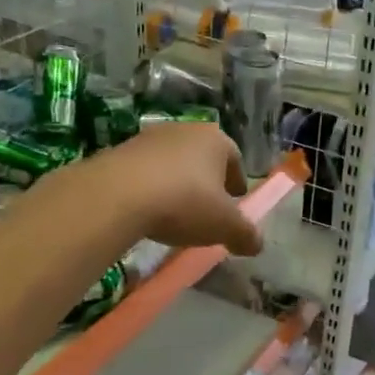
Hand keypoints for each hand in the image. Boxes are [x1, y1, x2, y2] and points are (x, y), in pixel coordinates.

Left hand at [89, 123, 263, 255]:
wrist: (117, 195)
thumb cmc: (184, 202)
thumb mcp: (224, 226)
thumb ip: (245, 235)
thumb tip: (257, 244)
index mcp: (216, 140)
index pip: (234, 158)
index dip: (237, 181)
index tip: (235, 200)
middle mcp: (184, 130)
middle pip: (202, 156)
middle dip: (207, 179)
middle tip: (207, 206)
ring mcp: (149, 138)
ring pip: (172, 162)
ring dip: (176, 182)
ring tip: (174, 210)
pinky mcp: (119, 151)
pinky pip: (144, 171)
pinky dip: (150, 187)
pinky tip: (147, 209)